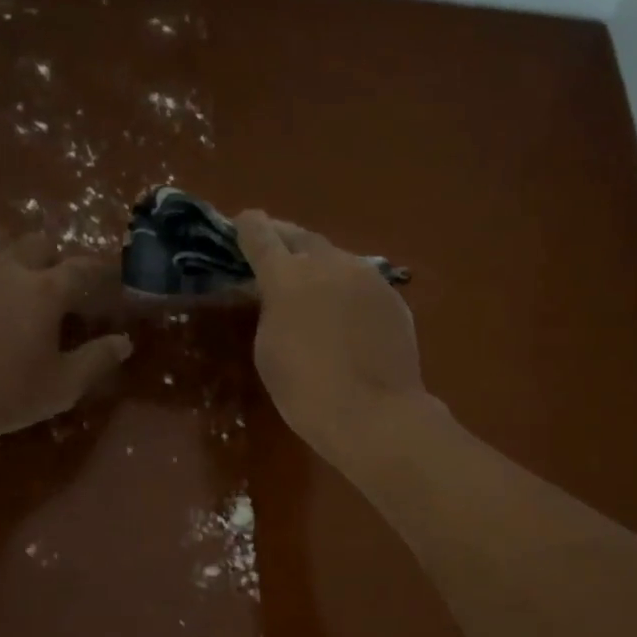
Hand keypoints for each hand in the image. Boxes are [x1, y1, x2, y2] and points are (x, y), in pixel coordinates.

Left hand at [0, 224, 131, 468]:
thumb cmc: (3, 394)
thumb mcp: (62, 387)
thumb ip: (97, 360)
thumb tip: (123, 342)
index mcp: (46, 291)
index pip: (85, 269)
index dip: (103, 273)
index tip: (111, 281)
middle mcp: (9, 267)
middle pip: (40, 243)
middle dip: (55, 259)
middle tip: (58, 285)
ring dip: (14, 249)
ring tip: (16, 271)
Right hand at [235, 210, 432, 464]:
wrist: (374, 414)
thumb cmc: (306, 391)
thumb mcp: (268, 350)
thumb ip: (269, 310)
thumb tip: (278, 294)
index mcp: (287, 276)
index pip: (261, 236)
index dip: (248, 228)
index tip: (242, 222)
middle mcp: (329, 263)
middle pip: (302, 238)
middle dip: (285, 239)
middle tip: (275, 247)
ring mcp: (368, 277)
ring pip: (337, 259)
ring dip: (320, 265)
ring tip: (313, 282)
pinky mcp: (393, 298)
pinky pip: (363, 284)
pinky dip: (348, 290)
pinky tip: (347, 313)